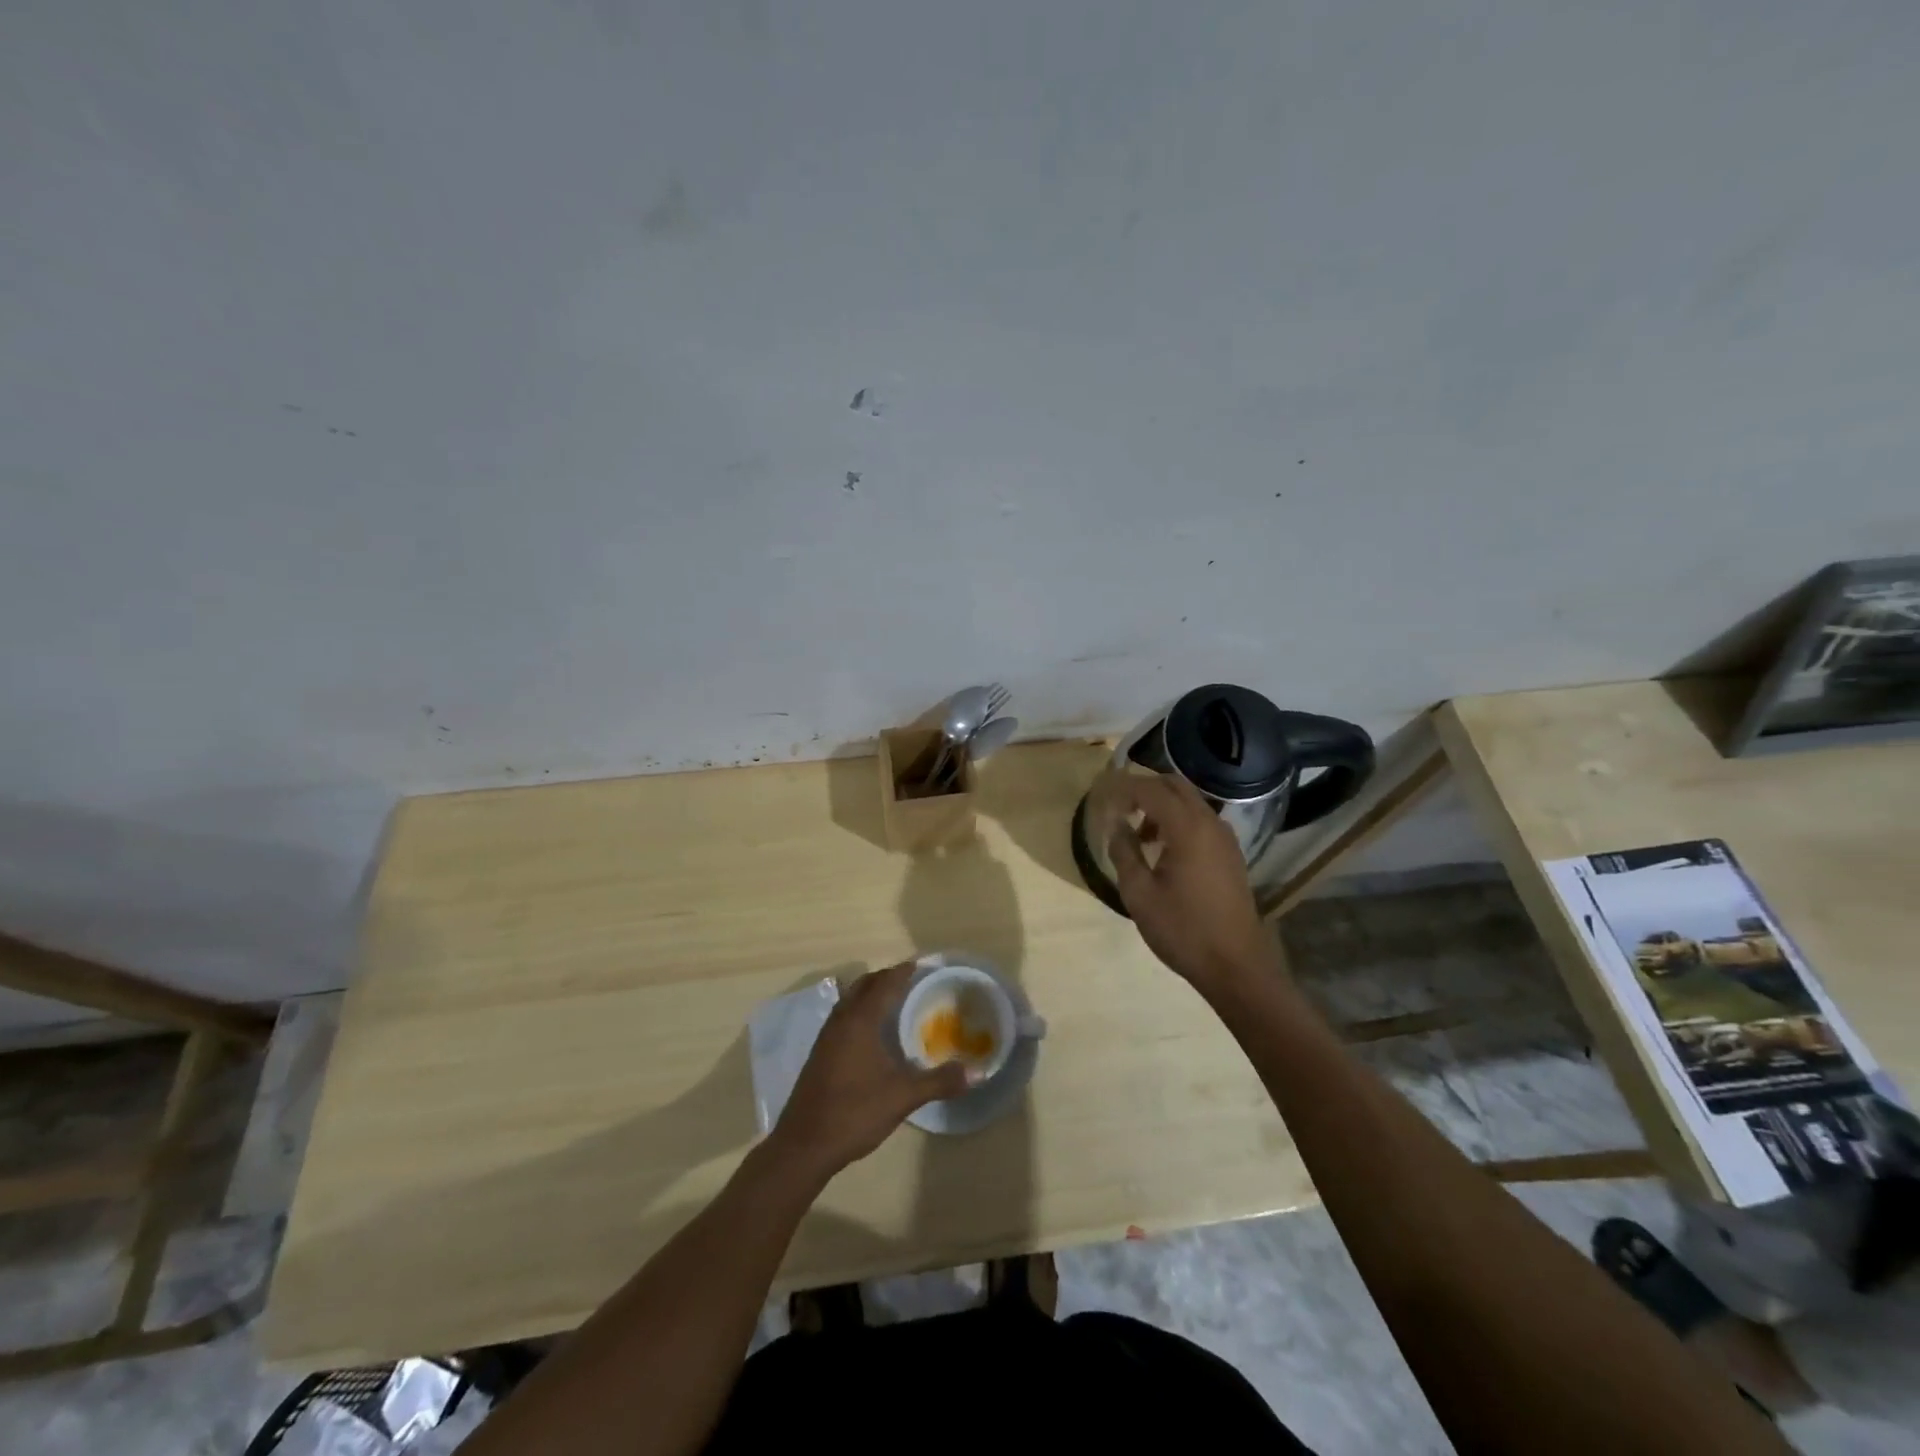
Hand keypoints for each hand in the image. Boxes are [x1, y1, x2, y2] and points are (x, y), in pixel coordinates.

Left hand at [771, 960, 969, 1178]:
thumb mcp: (902, 1097)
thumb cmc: (854, 1112)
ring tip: (893, 1000)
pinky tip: (871, 1032)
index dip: (903, 972)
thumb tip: (977, 1072)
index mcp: (860, 1021)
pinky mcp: (820, 1053)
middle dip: (886, 978)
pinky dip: (859, 1011)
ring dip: (870, 993)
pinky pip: (843, 1017)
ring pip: (850, 1000)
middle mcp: (841, 1021)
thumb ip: (939, 1081)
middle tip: (911, 980)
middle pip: (864, 986)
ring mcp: (826, 1037)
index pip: (884, 984)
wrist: (804, 1145)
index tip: (921, 965)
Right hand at [1105, 773, 1281, 992]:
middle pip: (1174, 785)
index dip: (1122, 788)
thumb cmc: (1182, 930)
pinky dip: (1178, 821)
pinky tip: (1163, 850)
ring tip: (1138, 835)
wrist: (1236, 965)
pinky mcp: (1230, 854)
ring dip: (1162, 806)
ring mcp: (1225, 838)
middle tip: (1118, 809)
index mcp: (1187, 828)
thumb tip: (1115, 824)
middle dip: (1144, 789)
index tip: (1100, 797)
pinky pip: (1201, 821)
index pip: (1149, 789)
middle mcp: (1210, 823)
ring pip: (1189, 802)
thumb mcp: (1139, 893)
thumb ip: (1124, 851)